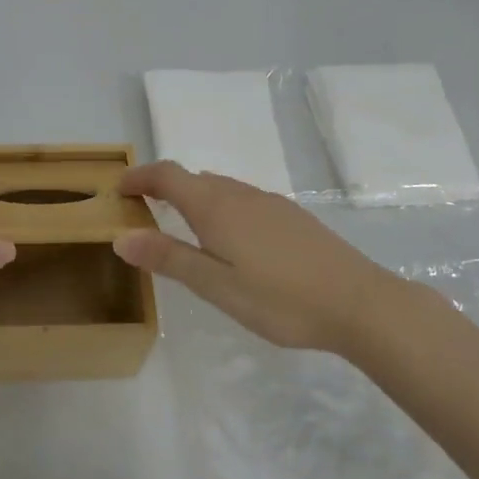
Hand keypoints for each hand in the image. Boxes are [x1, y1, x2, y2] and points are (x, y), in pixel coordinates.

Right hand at [113, 161, 414, 352]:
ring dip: (193, 197)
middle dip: (162, 187)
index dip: (139, 176)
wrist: (361, 303)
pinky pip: (242, 199)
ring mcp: (270, 203)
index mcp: (216, 208)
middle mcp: (240, 195)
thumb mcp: (216, 286)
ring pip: (220, 188)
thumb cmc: (281, 299)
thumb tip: (120, 236)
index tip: (118, 188)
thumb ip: (168, 259)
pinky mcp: (292, 217)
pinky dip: (220, 207)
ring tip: (180, 226)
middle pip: (193, 179)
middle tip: (142, 211)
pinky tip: (231, 240)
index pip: (167, 175)